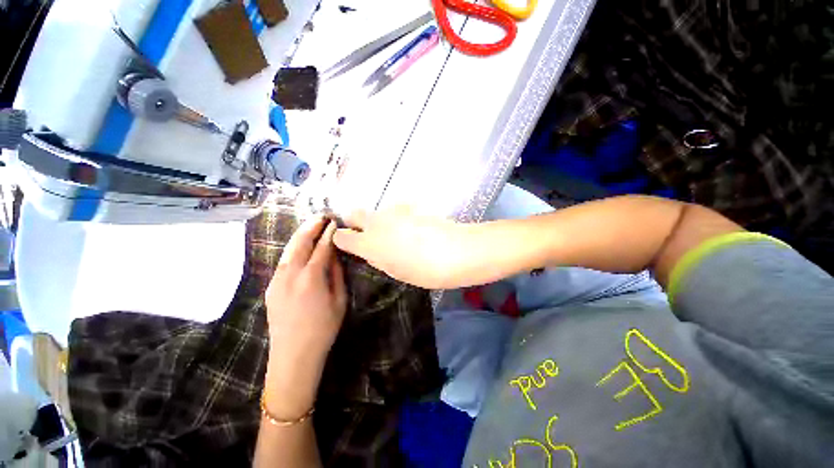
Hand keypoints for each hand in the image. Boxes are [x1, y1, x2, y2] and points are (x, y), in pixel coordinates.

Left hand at [266, 217, 346, 369]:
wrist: (293, 355)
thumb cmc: (323, 329)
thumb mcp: (339, 301)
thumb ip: (337, 275)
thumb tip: (335, 257)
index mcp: (311, 277)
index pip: (322, 248)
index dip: (329, 233)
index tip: (335, 222)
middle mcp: (291, 274)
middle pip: (301, 242)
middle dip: (311, 226)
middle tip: (321, 216)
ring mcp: (277, 280)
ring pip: (288, 249)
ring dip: (300, 235)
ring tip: (310, 224)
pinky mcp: (271, 287)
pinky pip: (283, 261)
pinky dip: (292, 249)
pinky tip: (299, 246)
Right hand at [333, 206, 470, 288]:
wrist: (454, 250)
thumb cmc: (424, 270)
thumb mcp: (396, 271)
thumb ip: (378, 258)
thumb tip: (372, 252)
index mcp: (369, 243)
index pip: (342, 236)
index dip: (342, 239)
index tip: (348, 243)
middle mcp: (377, 222)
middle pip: (354, 213)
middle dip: (355, 222)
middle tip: (369, 234)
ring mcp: (394, 211)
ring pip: (378, 211)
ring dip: (382, 220)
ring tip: (399, 233)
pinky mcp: (411, 205)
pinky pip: (398, 210)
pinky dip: (400, 217)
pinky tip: (414, 226)